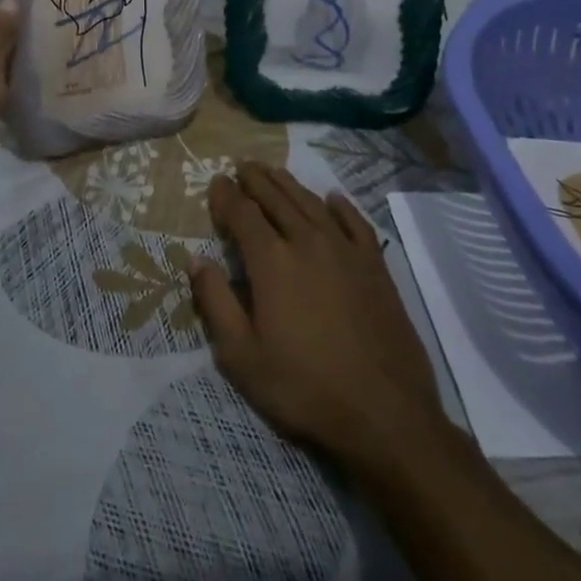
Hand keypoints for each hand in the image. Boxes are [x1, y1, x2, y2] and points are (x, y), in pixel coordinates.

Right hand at [190, 161, 446, 472]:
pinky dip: (340, 206)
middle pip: (276, 198)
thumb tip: (195, 259)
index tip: (216, 182)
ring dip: (289, 183)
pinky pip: (355, 222)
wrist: (385, 414)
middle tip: (242, 165)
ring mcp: (345, 250)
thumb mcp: (242, 356)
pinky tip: (332, 198)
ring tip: (274, 171)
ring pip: (311, 202)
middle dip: (255, 179)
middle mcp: (307, 241)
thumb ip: (216, 301)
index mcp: (271, 260)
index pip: (242, 213)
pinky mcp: (375, 266)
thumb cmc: (304, 387)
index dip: (226, 195)